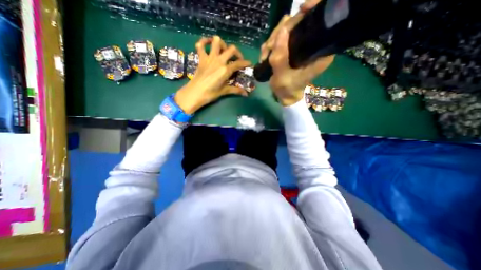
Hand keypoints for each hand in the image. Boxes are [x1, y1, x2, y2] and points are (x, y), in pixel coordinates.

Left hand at [174, 35, 251, 113]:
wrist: (195, 93)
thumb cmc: (211, 93)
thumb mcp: (225, 91)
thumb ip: (236, 90)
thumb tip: (246, 94)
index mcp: (226, 69)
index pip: (239, 63)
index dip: (246, 63)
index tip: (249, 63)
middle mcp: (219, 60)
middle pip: (231, 49)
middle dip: (237, 52)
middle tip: (237, 59)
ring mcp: (209, 57)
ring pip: (216, 41)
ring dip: (222, 44)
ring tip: (224, 51)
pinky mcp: (201, 58)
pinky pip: (200, 45)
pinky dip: (204, 42)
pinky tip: (207, 44)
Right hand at [260, 0, 335, 105]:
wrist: (285, 96)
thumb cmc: (286, 89)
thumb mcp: (281, 77)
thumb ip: (280, 57)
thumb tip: (280, 30)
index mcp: (320, 52)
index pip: (321, 24)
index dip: (312, 12)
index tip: (301, 8)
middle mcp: (313, 46)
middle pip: (299, 23)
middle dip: (280, 33)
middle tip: (268, 49)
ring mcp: (302, 46)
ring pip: (287, 29)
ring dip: (272, 41)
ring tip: (265, 57)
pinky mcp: (293, 48)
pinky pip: (280, 38)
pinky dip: (271, 45)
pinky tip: (265, 56)